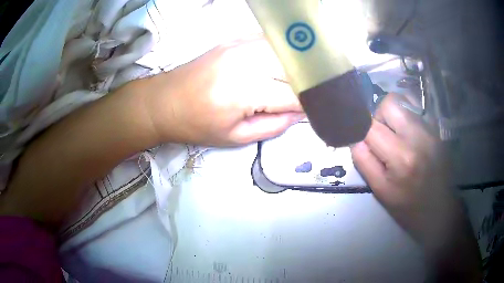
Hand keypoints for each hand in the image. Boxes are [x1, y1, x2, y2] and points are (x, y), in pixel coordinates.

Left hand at [141, 36, 303, 146]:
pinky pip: (268, 40)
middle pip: (293, 67)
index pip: (293, 94)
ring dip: (297, 64)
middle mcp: (245, 62)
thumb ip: (274, 125)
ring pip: (285, 50)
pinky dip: (281, 51)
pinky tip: (283, 62)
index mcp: (244, 92)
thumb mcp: (236, 137)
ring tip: (301, 78)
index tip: (316, 109)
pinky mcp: (234, 39)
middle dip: (307, 82)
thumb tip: (300, 113)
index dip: (309, 103)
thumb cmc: (197, 125)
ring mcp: (239, 45)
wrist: (165, 101)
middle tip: (310, 94)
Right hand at [351, 93, 459, 244]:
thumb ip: (364, 162)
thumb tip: (355, 138)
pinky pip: (417, 108)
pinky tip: (408, 132)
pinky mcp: (437, 129)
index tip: (358, 136)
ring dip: (393, 114)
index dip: (360, 129)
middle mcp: (418, 137)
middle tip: (381, 136)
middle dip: (378, 116)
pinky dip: (407, 114)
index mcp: (401, 158)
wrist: (439, 209)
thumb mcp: (381, 191)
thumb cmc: (408, 207)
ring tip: (395, 134)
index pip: (371, 127)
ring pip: (404, 100)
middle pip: (389, 103)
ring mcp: (430, 130)